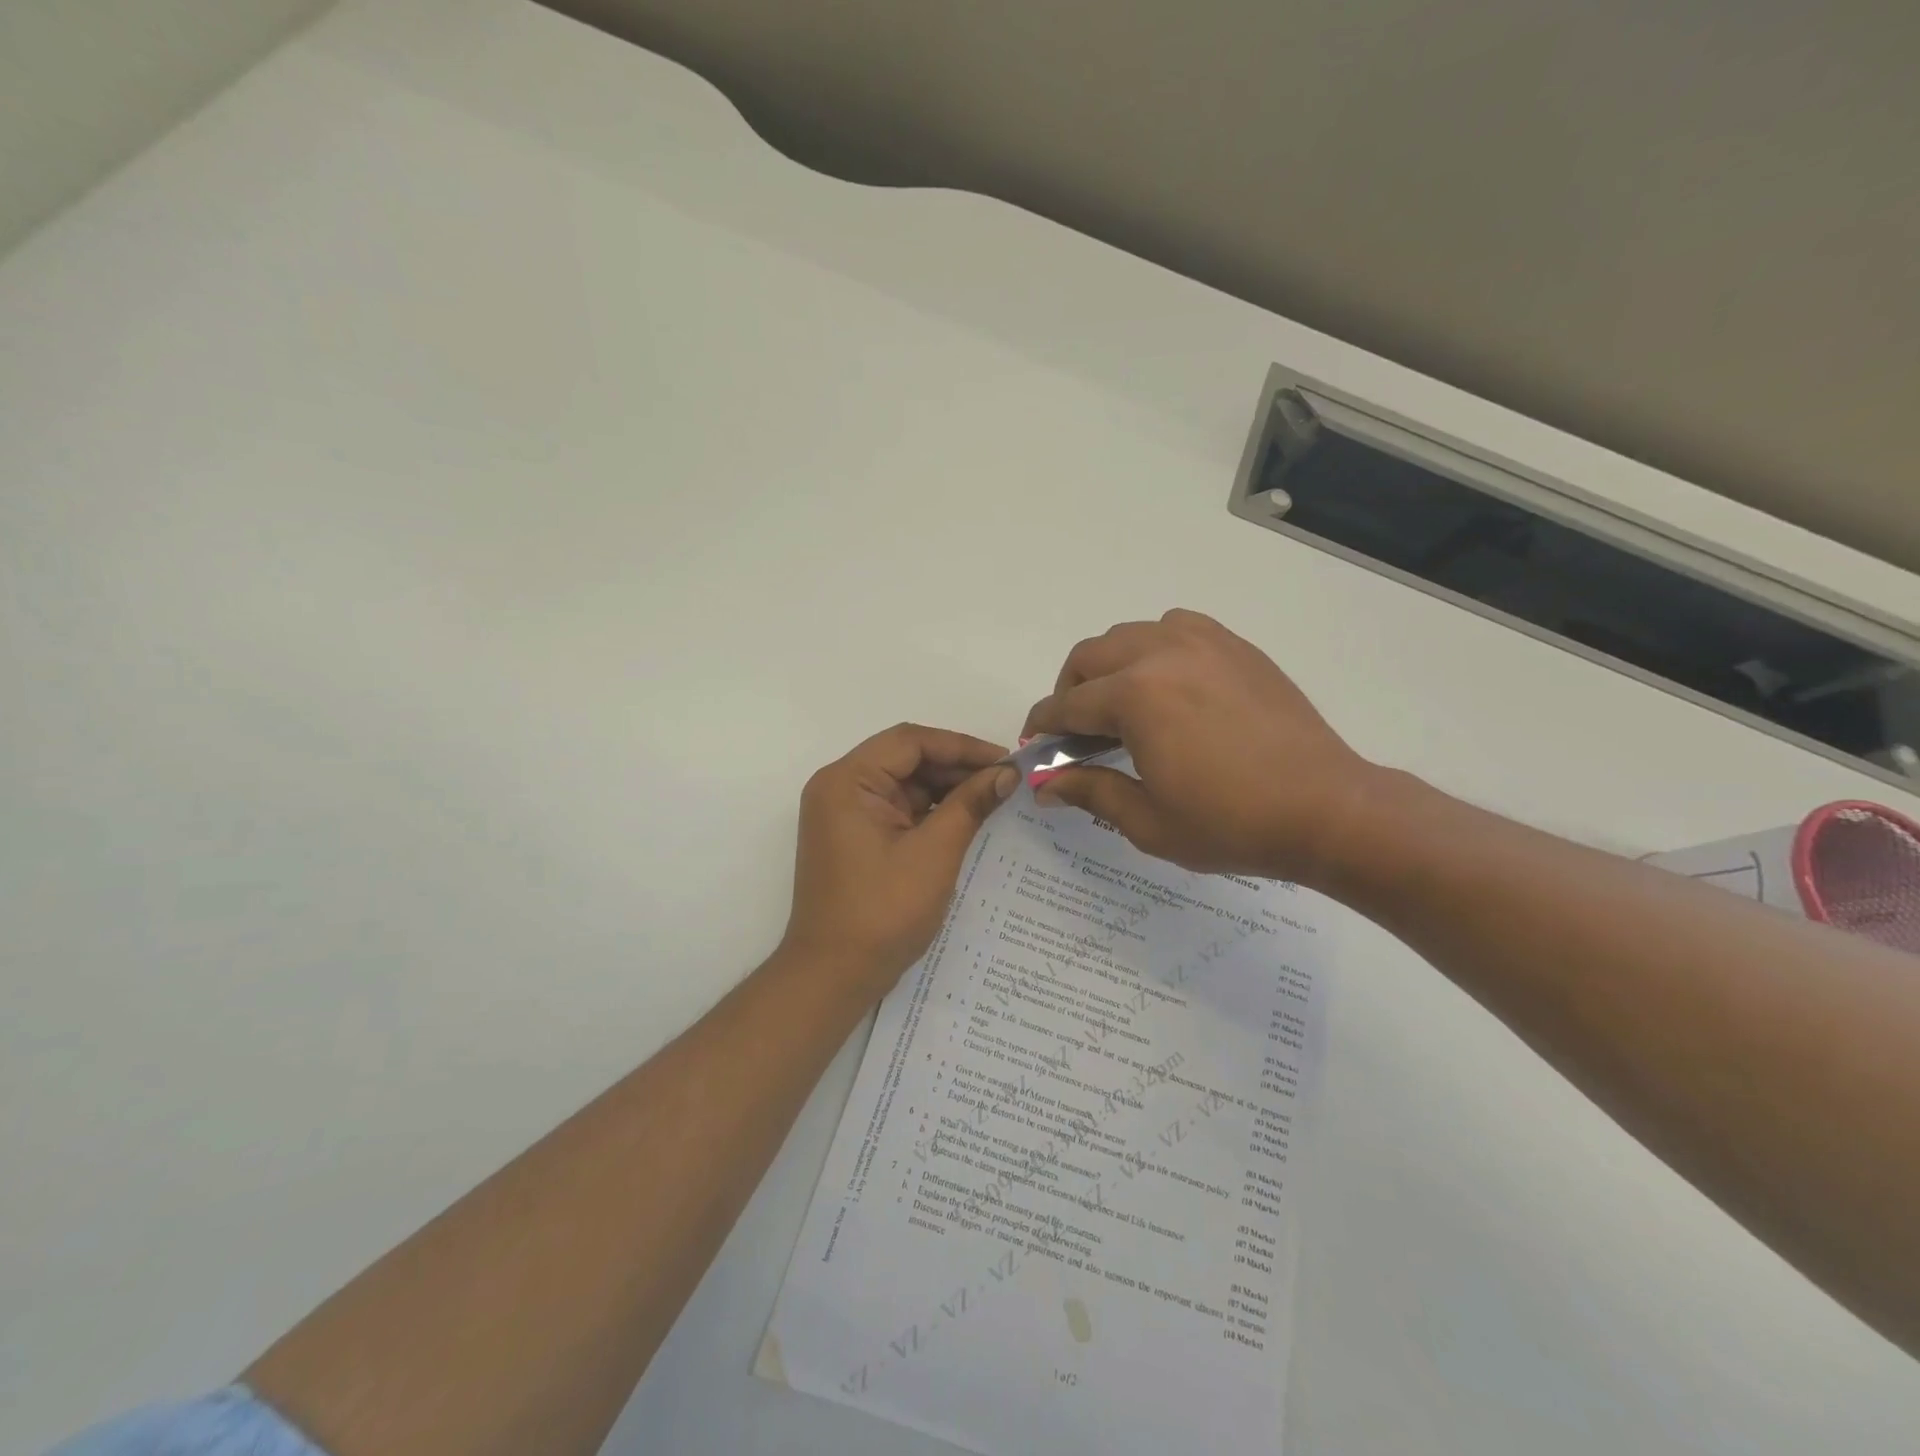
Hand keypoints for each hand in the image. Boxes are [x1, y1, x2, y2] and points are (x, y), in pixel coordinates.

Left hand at [781, 723, 1017, 997]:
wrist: (833, 976)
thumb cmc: (882, 911)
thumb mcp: (934, 853)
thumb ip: (970, 804)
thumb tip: (1006, 773)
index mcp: (847, 781)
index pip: (910, 742)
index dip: (961, 746)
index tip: (1005, 760)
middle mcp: (839, 788)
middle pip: (905, 760)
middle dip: (955, 768)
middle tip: (1005, 781)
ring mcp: (844, 815)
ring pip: (904, 785)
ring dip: (946, 790)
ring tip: (994, 799)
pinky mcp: (854, 838)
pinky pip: (897, 810)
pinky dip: (930, 812)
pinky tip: (967, 819)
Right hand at [1022, 609, 1376, 884]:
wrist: (1325, 808)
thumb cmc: (1231, 823)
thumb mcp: (1149, 821)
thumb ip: (1090, 792)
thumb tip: (1046, 786)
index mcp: (1136, 696)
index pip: (1068, 704)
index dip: (1044, 726)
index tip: (1034, 744)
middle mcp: (1163, 653)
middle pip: (1090, 656)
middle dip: (1070, 690)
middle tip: (1076, 731)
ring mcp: (1204, 643)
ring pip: (1131, 634)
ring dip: (1110, 665)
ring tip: (1121, 705)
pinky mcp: (1235, 647)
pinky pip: (1176, 628)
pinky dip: (1154, 648)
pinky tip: (1167, 685)